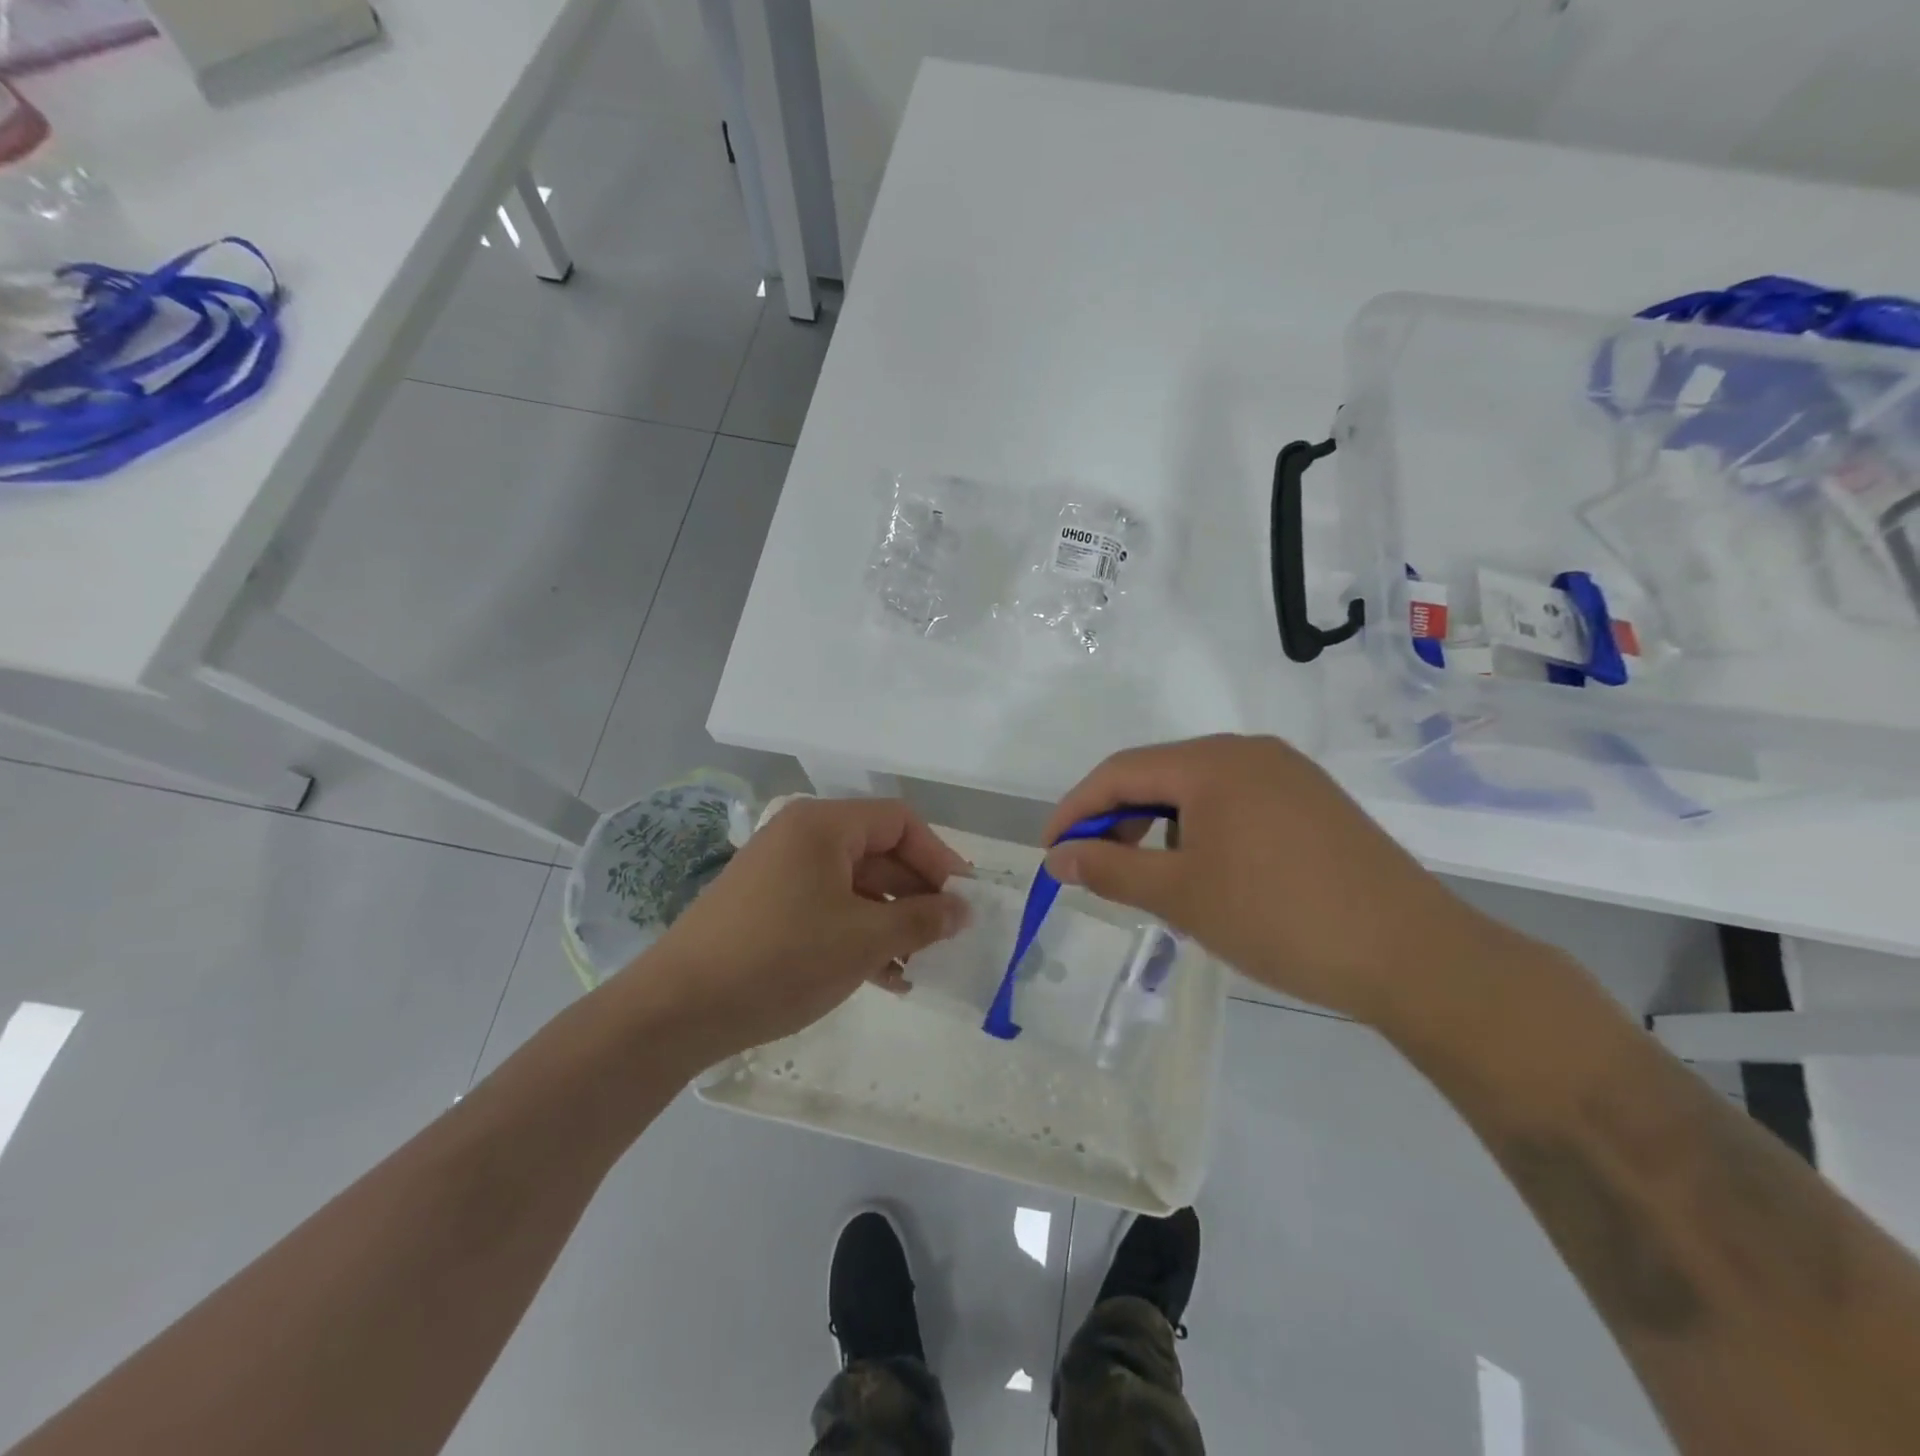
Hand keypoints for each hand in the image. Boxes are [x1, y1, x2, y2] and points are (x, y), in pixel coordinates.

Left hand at [616, 797, 971, 1063]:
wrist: (678, 1009)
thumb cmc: (781, 958)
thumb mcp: (863, 939)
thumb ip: (921, 919)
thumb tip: (963, 909)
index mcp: (824, 825)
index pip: (900, 822)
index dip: (938, 857)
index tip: (962, 900)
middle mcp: (802, 836)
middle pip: (878, 852)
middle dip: (915, 896)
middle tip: (942, 939)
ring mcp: (781, 872)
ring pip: (855, 886)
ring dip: (890, 922)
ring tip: (915, 968)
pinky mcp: (767, 906)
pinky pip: (827, 907)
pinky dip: (857, 933)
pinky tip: (881, 977)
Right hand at [1041, 735, 1503, 1024]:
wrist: (1412, 954)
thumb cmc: (1279, 918)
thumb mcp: (1180, 895)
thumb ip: (1110, 868)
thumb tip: (1058, 857)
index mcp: (1212, 761)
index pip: (1120, 771)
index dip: (1075, 808)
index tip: (1052, 851)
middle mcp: (1248, 752)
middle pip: (1160, 775)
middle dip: (1119, 819)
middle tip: (1100, 869)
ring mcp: (1288, 774)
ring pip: (1198, 791)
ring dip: (1162, 828)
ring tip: (1158, 882)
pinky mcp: (1314, 801)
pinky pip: (1236, 804)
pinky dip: (1204, 832)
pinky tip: (1212, 876)